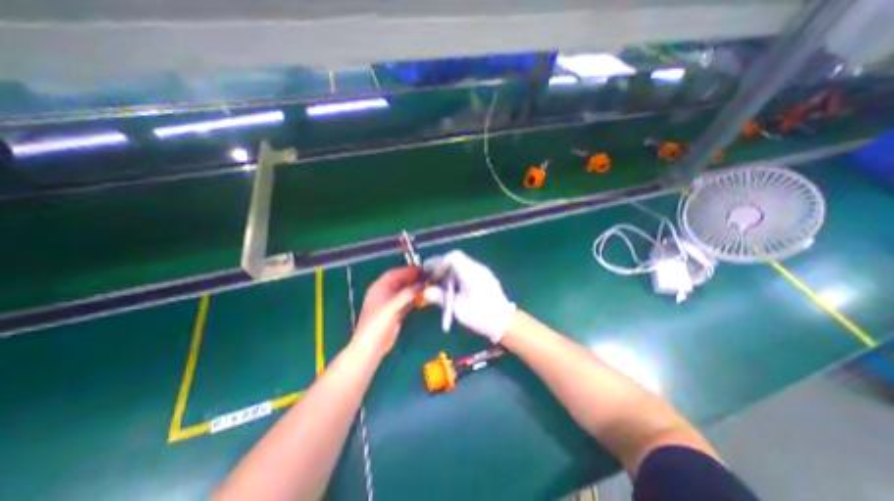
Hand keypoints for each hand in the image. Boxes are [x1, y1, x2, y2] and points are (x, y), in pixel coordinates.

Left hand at [355, 268, 422, 354]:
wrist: (371, 346)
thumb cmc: (378, 323)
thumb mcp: (393, 306)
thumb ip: (408, 294)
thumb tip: (423, 285)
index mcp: (379, 287)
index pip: (394, 274)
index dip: (407, 270)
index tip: (422, 269)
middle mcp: (384, 293)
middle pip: (401, 282)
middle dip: (414, 279)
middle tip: (429, 277)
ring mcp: (390, 303)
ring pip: (405, 292)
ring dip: (416, 289)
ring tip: (429, 286)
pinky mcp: (395, 313)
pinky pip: (407, 302)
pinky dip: (415, 299)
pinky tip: (424, 297)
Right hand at [423, 249, 516, 341]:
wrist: (503, 321)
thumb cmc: (480, 315)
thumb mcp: (458, 309)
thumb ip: (441, 298)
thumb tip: (426, 292)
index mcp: (471, 273)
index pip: (453, 257)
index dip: (439, 262)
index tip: (431, 274)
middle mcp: (477, 268)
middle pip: (456, 258)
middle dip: (441, 266)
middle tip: (432, 278)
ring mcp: (481, 271)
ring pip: (460, 263)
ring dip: (448, 270)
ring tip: (440, 283)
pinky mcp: (483, 276)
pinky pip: (466, 269)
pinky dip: (456, 274)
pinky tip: (452, 286)